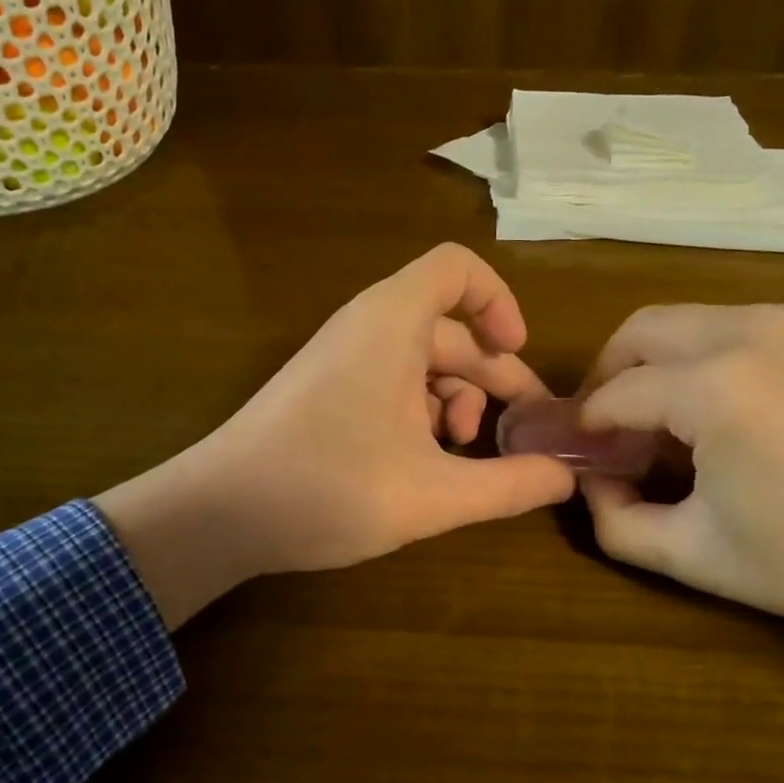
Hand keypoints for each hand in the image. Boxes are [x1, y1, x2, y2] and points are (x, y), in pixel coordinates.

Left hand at [95, 244, 575, 626]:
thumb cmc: (328, 488)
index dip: (499, 302)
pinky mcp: (327, 390)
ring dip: (456, 401)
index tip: (518, 354)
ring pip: (422, 361)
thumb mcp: (433, 494)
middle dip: (493, 377)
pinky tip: (424, 463)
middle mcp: (367, 327)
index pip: (457, 268)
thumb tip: (566, 479)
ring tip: (463, 453)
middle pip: (450, 328)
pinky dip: (420, 413)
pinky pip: (391, 382)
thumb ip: (509, 485)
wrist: (217, 514)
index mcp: (392, 323)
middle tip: (525, 431)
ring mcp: (343, 359)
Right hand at [579, 304, 783, 735]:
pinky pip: (748, 325)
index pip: (614, 393)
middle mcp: (750, 329)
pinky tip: (742, 409)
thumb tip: (589, 482)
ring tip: (677, 421)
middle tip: (613, 428)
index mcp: (713, 386)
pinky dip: (719, 357)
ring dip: (664, 363)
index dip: (585, 427)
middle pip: (641, 329)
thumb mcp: (697, 556)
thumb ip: (615, 520)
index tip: (580, 456)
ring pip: (693, 320)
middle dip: (610, 374)